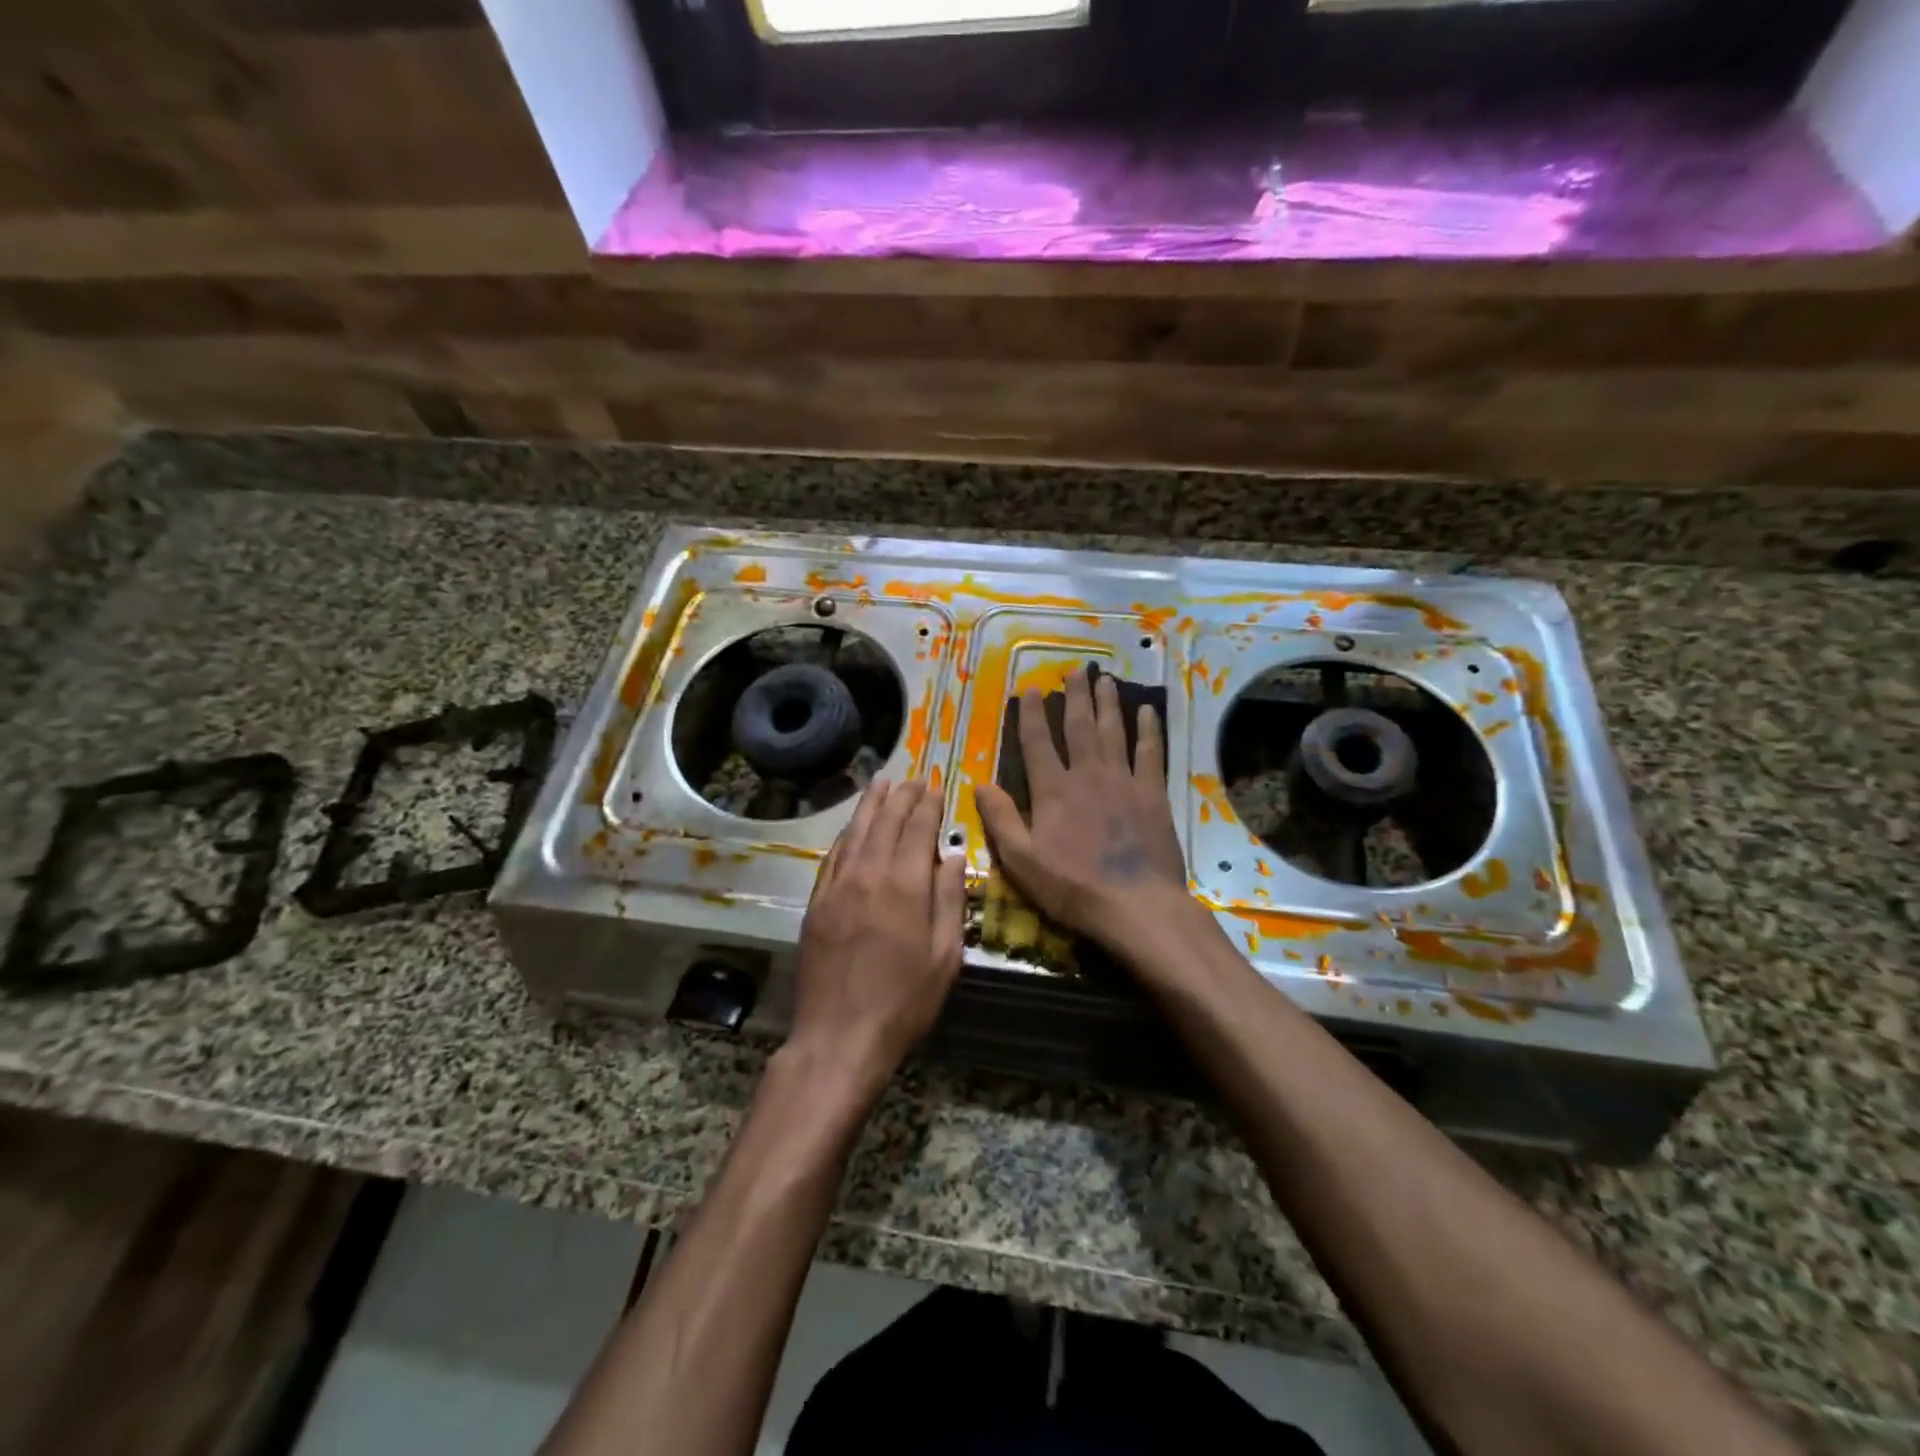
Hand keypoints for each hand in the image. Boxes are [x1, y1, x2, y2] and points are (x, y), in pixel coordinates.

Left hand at [789, 778, 966, 1102]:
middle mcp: (868, 875)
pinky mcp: (816, 903)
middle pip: (885, 822)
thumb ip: (950, 900)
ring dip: (870, 805)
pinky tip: (852, 829)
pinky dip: (846, 835)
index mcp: (904, 886)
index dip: (928, 804)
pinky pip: (832, 857)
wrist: (839, 1038)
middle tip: (914, 777)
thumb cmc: (903, 1003)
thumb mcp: (944, 957)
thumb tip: (952, 855)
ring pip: (855, 832)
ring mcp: (837, 888)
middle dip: (902, 796)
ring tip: (882, 784)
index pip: (918, 829)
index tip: (937, 785)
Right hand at [975, 667, 1192, 954]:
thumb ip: (1001, 819)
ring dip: (1108, 703)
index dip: (1031, 714)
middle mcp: (1087, 775)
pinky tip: (1147, 711)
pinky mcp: (1152, 794)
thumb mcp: (1022, 861)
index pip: (1038, 742)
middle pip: (1079, 727)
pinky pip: (1150, 753)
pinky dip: (1148, 731)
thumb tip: (980, 783)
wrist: (1136, 905)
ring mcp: (1123, 781)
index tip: (1030, 689)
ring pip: (1113, 732)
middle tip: (1074, 670)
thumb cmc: (1073, 887)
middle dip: (1075, 696)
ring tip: (1105, 678)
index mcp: (1053, 791)